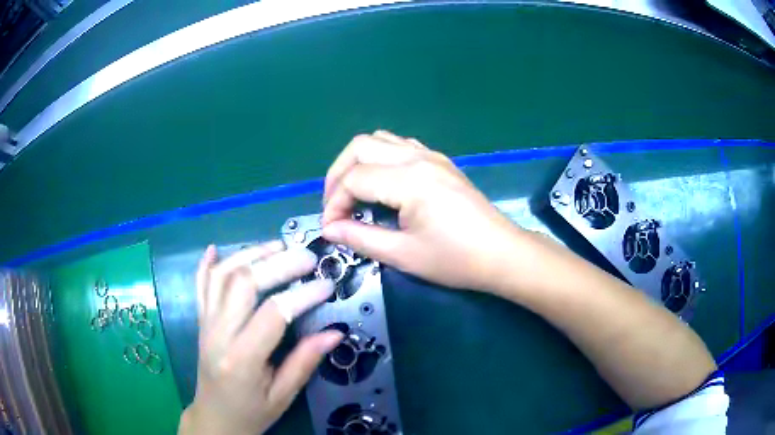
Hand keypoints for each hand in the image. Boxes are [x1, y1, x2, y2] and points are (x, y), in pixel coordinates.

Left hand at [179, 242, 342, 434]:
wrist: (214, 417)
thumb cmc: (251, 412)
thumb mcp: (283, 396)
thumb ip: (305, 362)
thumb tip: (335, 332)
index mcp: (242, 359)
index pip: (273, 313)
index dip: (302, 295)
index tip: (327, 286)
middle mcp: (218, 334)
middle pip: (243, 283)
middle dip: (278, 263)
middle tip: (307, 258)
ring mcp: (205, 323)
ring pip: (222, 276)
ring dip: (249, 254)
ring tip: (278, 245)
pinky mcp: (200, 320)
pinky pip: (199, 285)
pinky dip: (206, 264)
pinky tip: (215, 248)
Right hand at [322, 130, 525, 291]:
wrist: (502, 254)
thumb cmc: (456, 259)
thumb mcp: (404, 254)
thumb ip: (361, 238)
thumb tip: (329, 229)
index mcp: (409, 179)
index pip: (354, 179)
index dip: (334, 203)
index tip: (331, 228)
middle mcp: (418, 157)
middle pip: (360, 147)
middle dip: (337, 174)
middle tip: (334, 205)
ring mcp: (431, 155)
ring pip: (380, 140)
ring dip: (358, 161)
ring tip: (352, 192)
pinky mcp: (440, 161)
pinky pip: (400, 146)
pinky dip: (380, 158)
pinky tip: (382, 183)